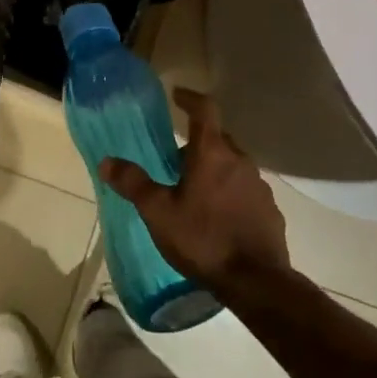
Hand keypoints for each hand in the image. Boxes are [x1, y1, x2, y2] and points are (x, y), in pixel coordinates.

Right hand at [98, 89, 289, 295]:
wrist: (256, 282)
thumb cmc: (203, 239)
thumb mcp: (158, 212)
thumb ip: (133, 184)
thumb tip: (107, 160)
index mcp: (212, 152)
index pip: (205, 109)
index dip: (190, 98)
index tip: (178, 95)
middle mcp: (239, 160)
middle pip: (218, 138)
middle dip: (198, 142)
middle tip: (176, 158)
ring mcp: (259, 185)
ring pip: (233, 165)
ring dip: (214, 169)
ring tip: (195, 191)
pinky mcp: (269, 210)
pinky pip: (245, 190)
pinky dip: (230, 193)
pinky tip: (218, 217)